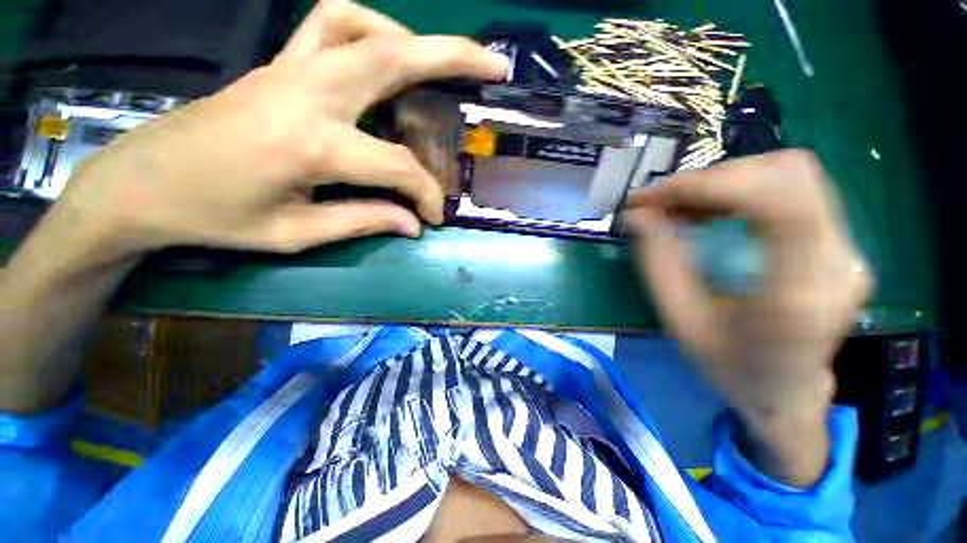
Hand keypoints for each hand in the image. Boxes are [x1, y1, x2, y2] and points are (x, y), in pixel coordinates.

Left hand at [52, 0, 507, 263]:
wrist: (141, 184)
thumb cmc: (214, 218)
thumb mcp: (294, 234)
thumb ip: (363, 222)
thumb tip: (412, 224)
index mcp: (312, 145)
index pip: (397, 166)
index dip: (425, 194)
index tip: (434, 217)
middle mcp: (307, 92)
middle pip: (395, 57)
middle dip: (454, 57)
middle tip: (493, 67)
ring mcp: (289, 68)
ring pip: (362, 25)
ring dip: (411, 38)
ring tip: (438, 63)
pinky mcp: (277, 64)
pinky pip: (329, 23)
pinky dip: (368, 28)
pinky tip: (383, 54)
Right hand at [624, 151, 872, 484]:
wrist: (786, 391)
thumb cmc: (728, 365)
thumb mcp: (679, 319)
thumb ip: (657, 262)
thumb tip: (637, 214)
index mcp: (798, 297)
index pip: (780, 206)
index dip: (714, 185)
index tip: (657, 195)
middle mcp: (837, 264)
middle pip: (789, 176)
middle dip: (714, 179)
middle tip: (663, 201)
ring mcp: (846, 249)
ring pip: (792, 174)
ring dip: (727, 180)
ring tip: (681, 204)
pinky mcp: (838, 242)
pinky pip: (793, 189)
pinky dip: (742, 188)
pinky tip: (708, 208)